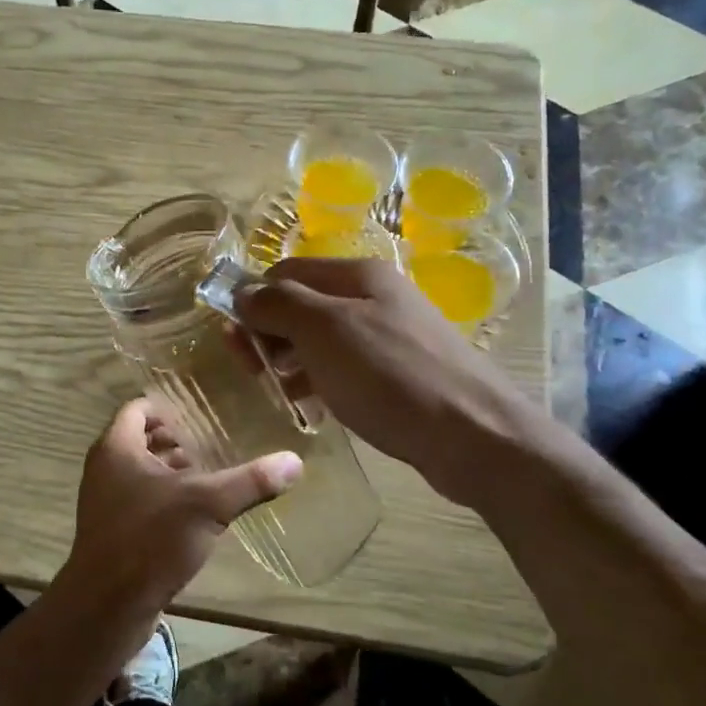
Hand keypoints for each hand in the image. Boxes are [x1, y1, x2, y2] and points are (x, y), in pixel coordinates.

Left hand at [61, 398, 301, 613]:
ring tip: (210, 472)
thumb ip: (251, 481)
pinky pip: (140, 499)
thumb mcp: (208, 504)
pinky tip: (196, 511)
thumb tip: (295, 461)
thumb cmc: (151, 539)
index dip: (168, 406)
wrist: (107, 606)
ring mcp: (105, 501)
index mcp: (117, 448)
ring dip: (171, 468)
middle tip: (213, 440)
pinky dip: (165, 496)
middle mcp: (105, 468)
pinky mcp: (113, 530)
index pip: (138, 407)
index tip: (201, 411)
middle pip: (140, 438)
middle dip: (175, 438)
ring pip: (140, 471)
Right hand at [235, 258, 518, 507]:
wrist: (473, 434)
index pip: (286, 271)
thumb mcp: (325, 331)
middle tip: (251, 370)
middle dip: (269, 332)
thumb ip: (279, 304)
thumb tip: (242, 292)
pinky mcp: (397, 374)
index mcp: (357, 275)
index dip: (253, 299)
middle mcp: (373, 297)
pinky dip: (319, 381)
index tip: (233, 340)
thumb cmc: (391, 375)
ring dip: (290, 359)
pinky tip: (311, 406)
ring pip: (321, 339)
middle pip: (303, 303)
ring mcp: (388, 336)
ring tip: (275, 391)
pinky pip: (344, 368)